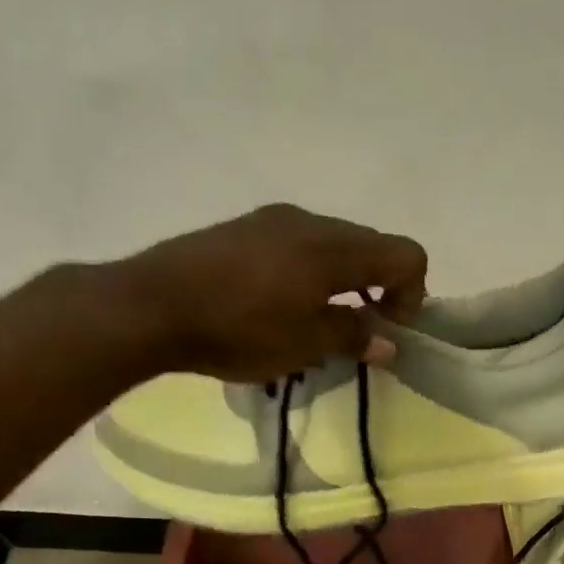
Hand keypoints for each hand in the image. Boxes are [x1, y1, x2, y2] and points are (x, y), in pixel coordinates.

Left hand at [118, 205, 426, 382]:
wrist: (150, 305)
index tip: (388, 330)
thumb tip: (389, 343)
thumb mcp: (305, 344)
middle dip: (379, 288)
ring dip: (344, 281)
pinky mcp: (245, 228)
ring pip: (334, 244)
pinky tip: (281, 306)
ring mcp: (274, 220)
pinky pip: (299, 244)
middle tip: (359, 331)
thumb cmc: (238, 328)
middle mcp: (311, 222)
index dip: (413, 294)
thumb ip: (354, 337)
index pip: (406, 254)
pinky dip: (312, 273)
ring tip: (318, 322)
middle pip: (372, 245)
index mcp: (334, 247)